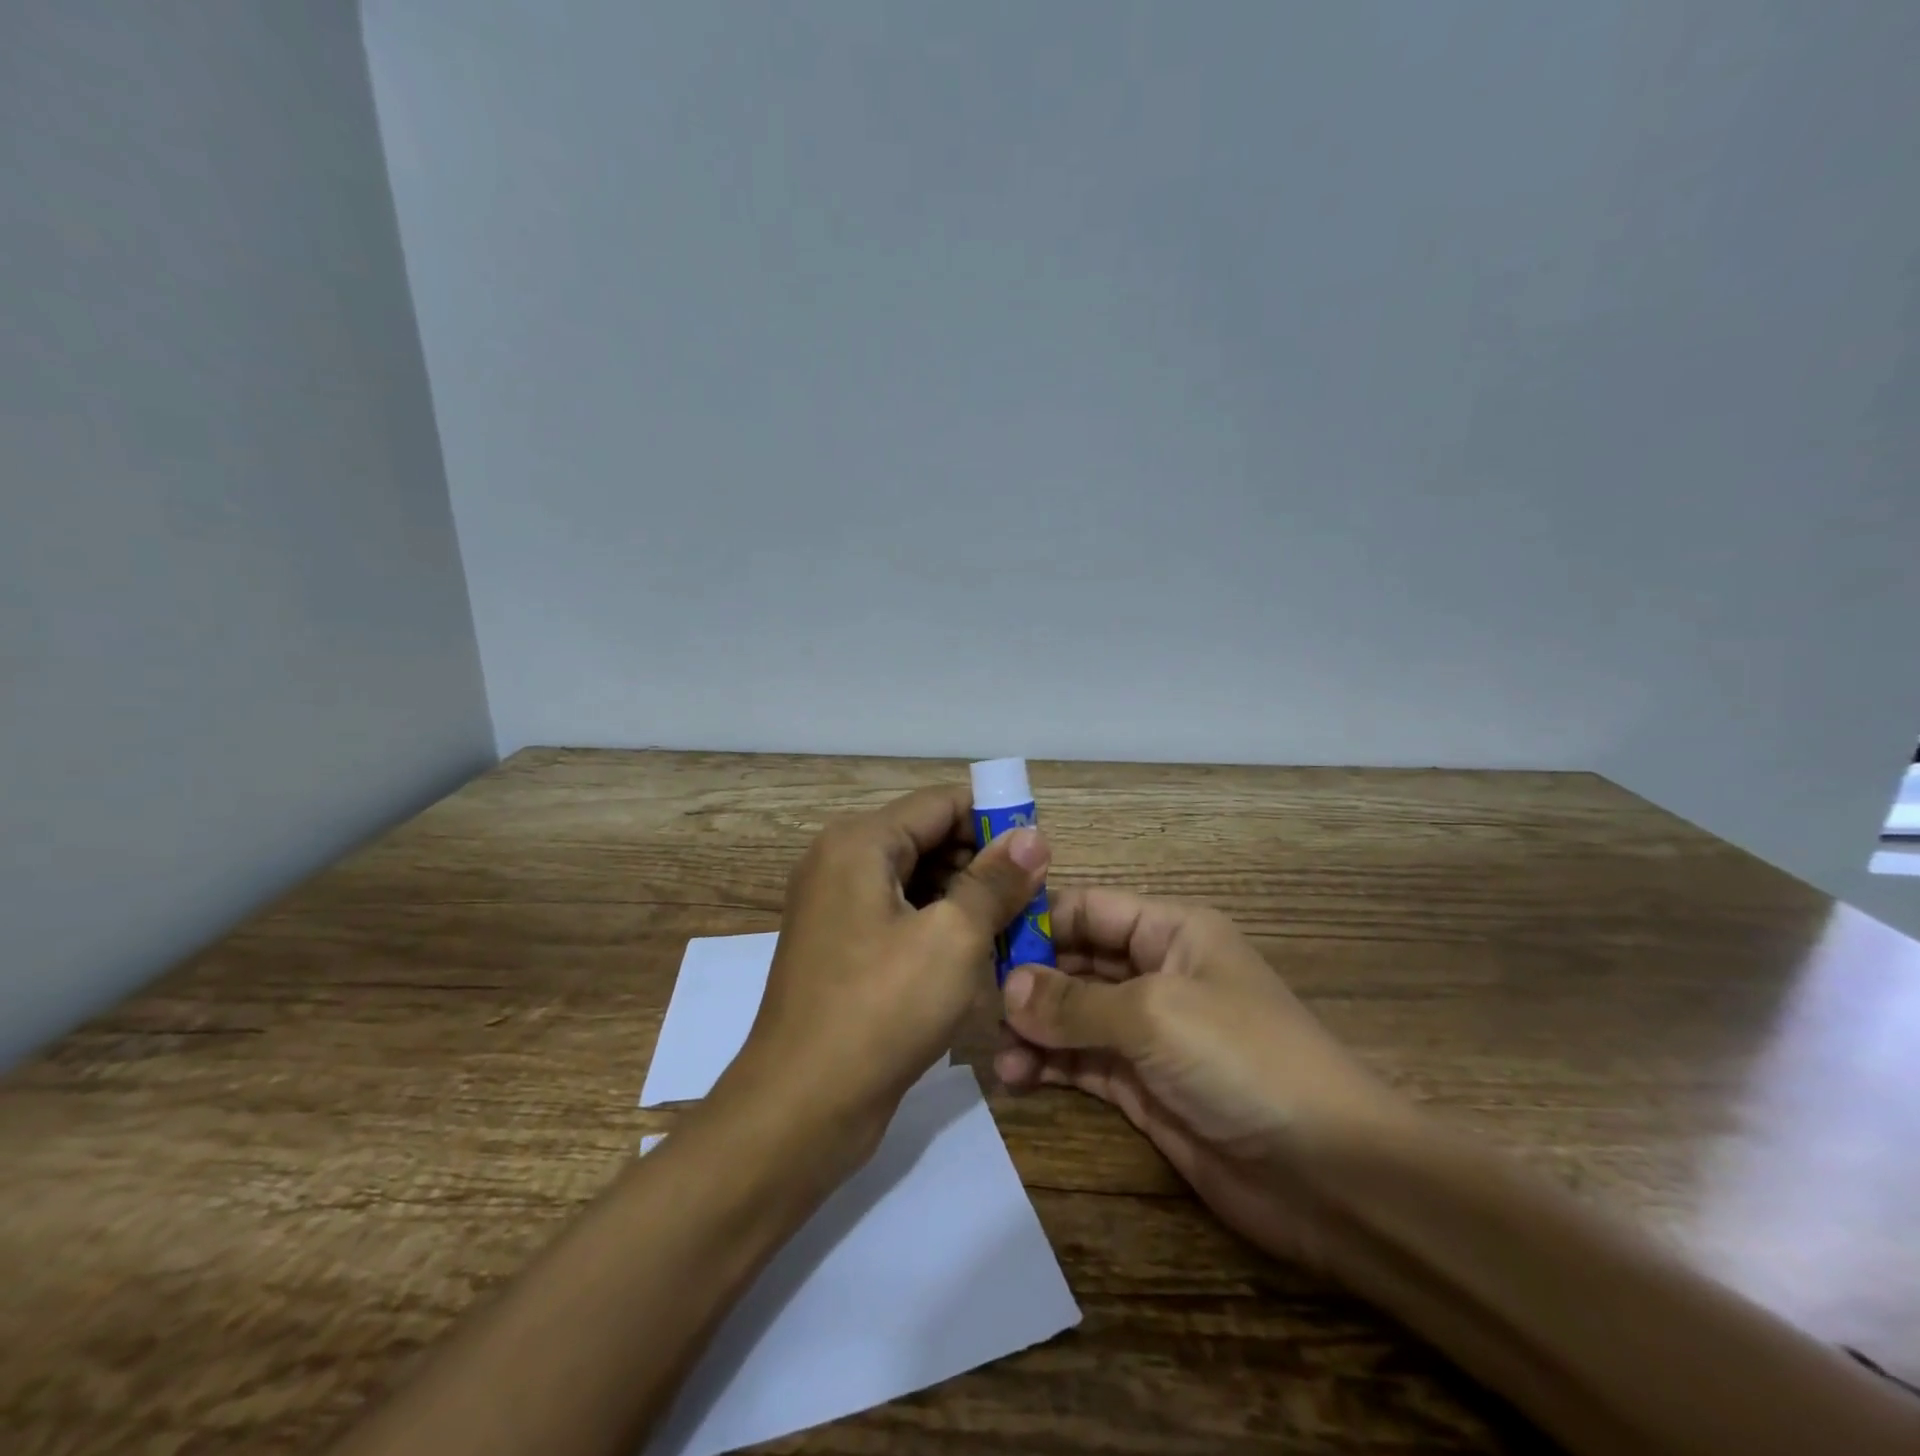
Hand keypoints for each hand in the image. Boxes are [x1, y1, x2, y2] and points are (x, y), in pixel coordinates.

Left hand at [723, 785, 1049, 1165]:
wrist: (801, 1108)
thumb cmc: (881, 1011)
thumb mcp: (953, 939)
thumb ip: (995, 880)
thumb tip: (1032, 835)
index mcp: (859, 843)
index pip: (940, 803)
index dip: (995, 818)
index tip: (1041, 852)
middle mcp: (841, 862)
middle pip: (927, 837)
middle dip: (982, 861)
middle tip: (1033, 896)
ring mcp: (836, 906)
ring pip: (916, 879)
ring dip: (965, 896)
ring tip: (1014, 926)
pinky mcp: (842, 946)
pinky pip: (899, 914)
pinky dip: (938, 923)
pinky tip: (976, 951)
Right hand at [994, 888, 1421, 1270]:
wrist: (1330, 1174)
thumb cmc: (1243, 1059)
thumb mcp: (1155, 1014)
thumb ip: (1075, 1000)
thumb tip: (1006, 986)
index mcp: (1171, 932)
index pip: (1090, 910)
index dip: (1038, 920)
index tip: (981, 940)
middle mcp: (1157, 973)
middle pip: (1077, 961)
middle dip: (1029, 979)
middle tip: (976, 1002)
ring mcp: (1150, 1033)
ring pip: (1075, 1016)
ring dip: (1034, 1028)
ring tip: (997, 1052)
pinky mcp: (1145, 1087)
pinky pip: (1084, 1064)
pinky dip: (1050, 1066)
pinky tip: (1018, 1077)